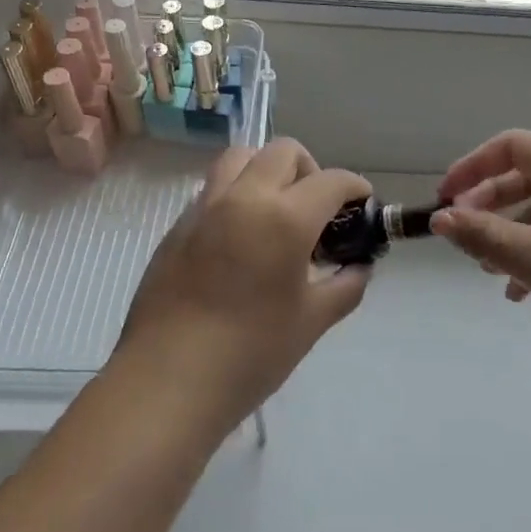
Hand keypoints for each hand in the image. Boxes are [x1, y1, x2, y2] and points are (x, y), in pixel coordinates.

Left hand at [110, 139, 372, 434]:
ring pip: (241, 158)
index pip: (330, 180)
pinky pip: (213, 188)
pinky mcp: (177, 226)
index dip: (354, 187)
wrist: (169, 380)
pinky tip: (241, 238)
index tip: (362, 204)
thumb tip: (359, 267)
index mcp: (284, 217)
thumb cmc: (250, 353)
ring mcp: (204, 207)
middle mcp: (243, 198)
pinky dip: (237, 194)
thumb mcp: (312, 321)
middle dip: (311, 170)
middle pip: (283, 151)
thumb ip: (345, 286)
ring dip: (267, 170)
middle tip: (317, 210)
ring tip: (276, 211)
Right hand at [431, 131, 530, 378]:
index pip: (515, 147)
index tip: (443, 199)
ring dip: (509, 237)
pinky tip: (520, 295)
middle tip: (460, 235)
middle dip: (488, 204)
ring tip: (486, 270)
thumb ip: (483, 234)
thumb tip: (440, 218)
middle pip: (528, 179)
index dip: (473, 167)